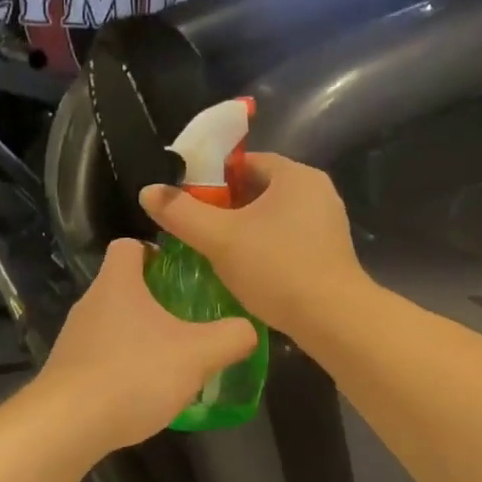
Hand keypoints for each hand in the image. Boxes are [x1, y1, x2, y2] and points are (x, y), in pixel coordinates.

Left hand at [39, 239, 257, 452]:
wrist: (67, 426)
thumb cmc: (134, 373)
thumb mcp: (198, 354)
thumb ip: (231, 337)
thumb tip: (248, 329)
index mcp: (118, 283)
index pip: (129, 245)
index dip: (155, 252)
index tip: (180, 273)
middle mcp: (90, 303)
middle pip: (122, 286)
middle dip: (154, 299)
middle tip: (188, 319)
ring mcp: (74, 339)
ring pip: (112, 324)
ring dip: (139, 336)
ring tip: (170, 359)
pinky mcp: (67, 372)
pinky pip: (101, 357)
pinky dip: (122, 367)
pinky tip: (143, 392)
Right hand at [139, 153, 368, 337]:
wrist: (333, 319)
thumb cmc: (277, 268)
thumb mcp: (220, 239)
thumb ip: (181, 212)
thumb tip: (148, 191)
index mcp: (296, 175)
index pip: (246, 161)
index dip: (212, 177)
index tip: (188, 200)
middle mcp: (317, 192)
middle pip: (260, 188)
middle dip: (226, 206)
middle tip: (196, 227)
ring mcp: (328, 223)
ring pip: (274, 217)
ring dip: (245, 229)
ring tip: (215, 251)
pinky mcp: (330, 252)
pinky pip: (288, 238)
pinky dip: (265, 247)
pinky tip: (247, 270)